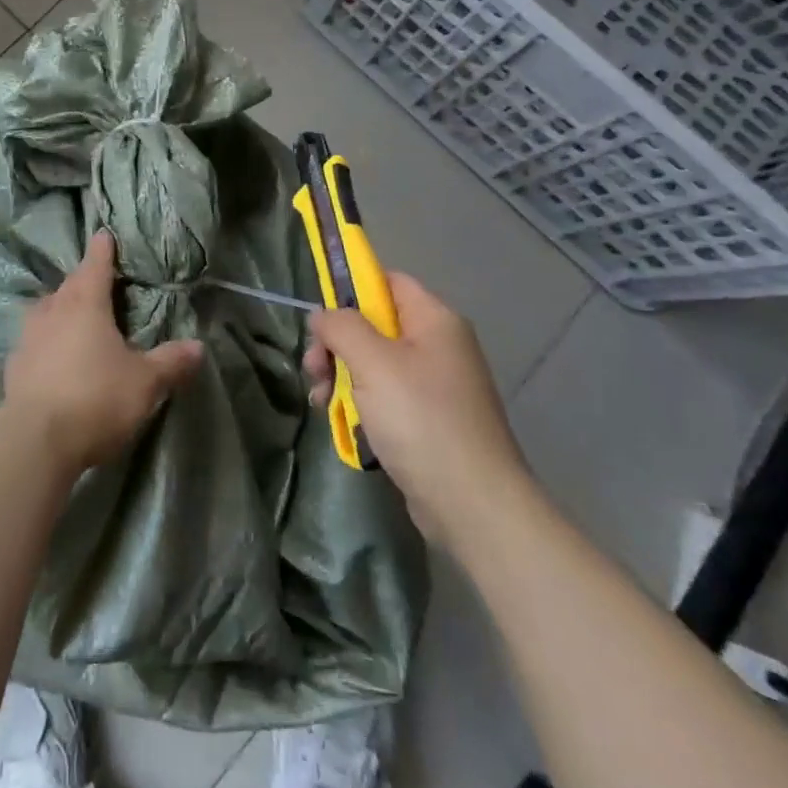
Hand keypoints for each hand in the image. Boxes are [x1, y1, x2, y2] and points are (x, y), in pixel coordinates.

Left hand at [4, 231, 202, 471]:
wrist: (35, 441)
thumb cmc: (96, 398)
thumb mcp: (145, 382)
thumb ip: (171, 362)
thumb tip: (198, 346)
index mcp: (86, 304)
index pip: (96, 266)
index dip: (102, 250)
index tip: (104, 234)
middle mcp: (53, 312)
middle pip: (69, 285)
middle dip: (83, 279)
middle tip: (96, 280)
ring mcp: (28, 338)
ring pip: (46, 310)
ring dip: (59, 307)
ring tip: (72, 314)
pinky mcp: (13, 366)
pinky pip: (32, 341)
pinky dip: (44, 340)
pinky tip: (51, 355)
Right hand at [305, 273, 526, 534]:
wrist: (473, 505)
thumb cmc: (421, 420)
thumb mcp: (372, 363)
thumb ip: (342, 327)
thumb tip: (323, 314)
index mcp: (435, 320)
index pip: (386, 282)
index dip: (350, 290)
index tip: (320, 319)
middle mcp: (439, 345)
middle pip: (375, 325)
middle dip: (338, 344)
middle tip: (314, 368)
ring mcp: (436, 385)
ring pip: (374, 363)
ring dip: (341, 376)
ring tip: (320, 400)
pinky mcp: (429, 420)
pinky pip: (386, 396)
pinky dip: (360, 403)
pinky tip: (340, 422)